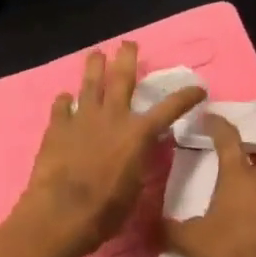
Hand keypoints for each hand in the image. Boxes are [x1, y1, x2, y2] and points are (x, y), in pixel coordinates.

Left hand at [11, 41, 204, 256]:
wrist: (62, 212)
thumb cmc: (106, 210)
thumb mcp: (135, 187)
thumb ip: (138, 161)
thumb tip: (137, 152)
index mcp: (138, 134)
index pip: (169, 109)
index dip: (186, 96)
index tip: (198, 87)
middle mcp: (112, 117)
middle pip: (122, 78)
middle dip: (127, 58)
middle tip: (127, 44)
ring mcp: (82, 118)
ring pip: (89, 84)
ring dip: (94, 67)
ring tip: (96, 54)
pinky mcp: (57, 127)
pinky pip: (61, 106)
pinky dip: (65, 101)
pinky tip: (65, 98)